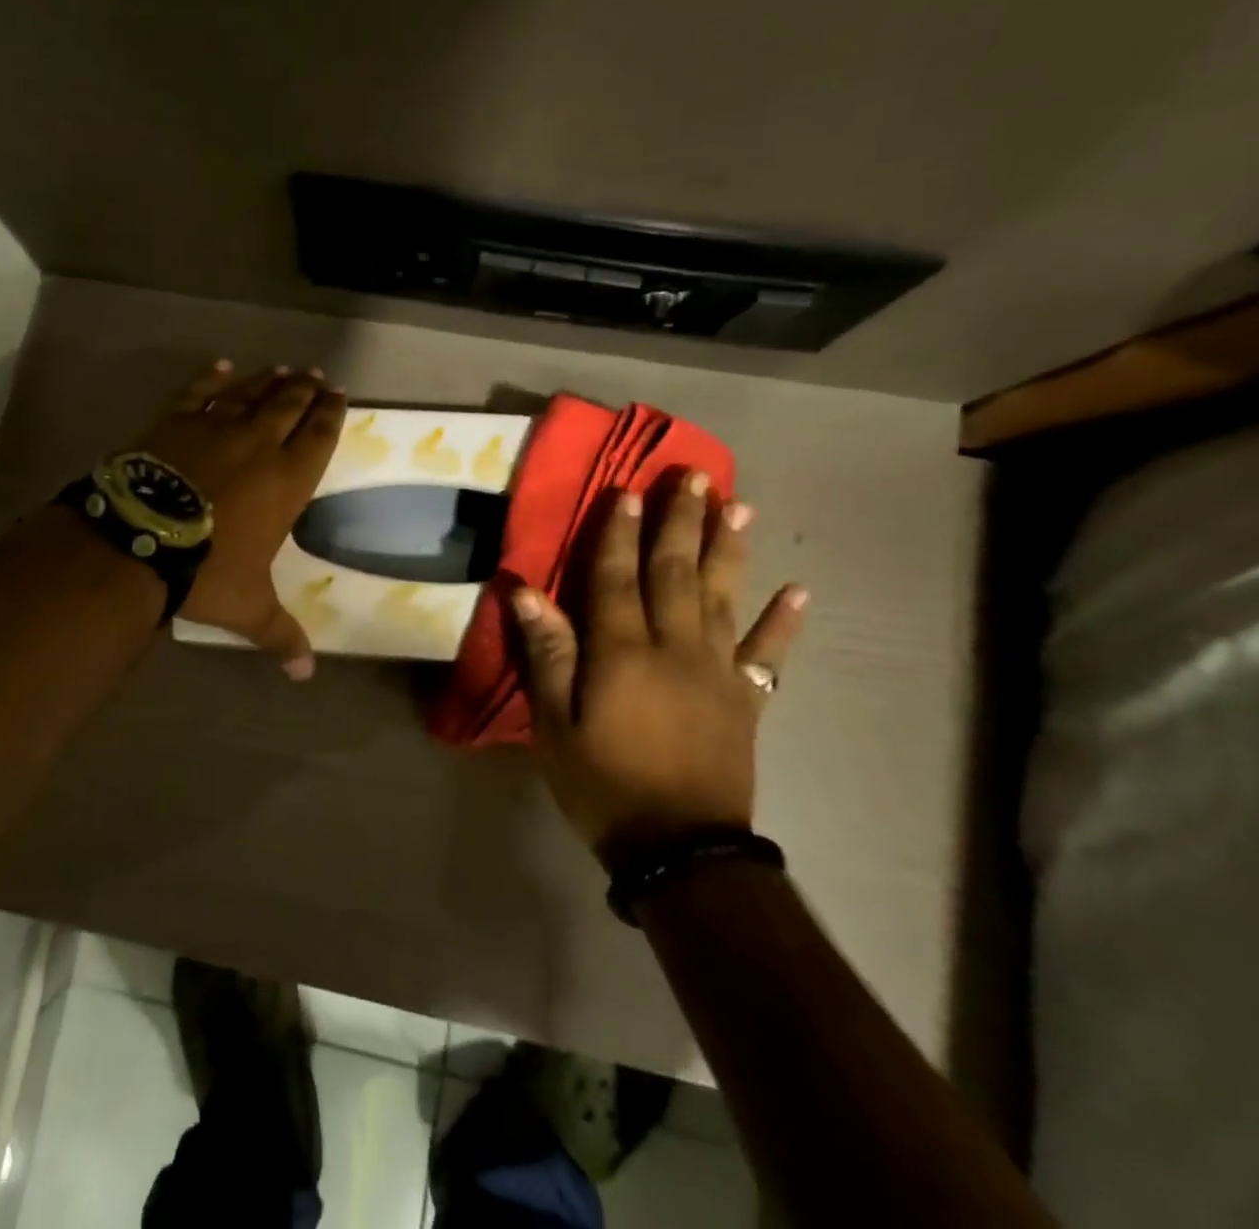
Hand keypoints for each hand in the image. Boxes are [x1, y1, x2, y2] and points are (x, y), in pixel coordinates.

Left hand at [134, 360, 346, 678]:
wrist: (141, 539)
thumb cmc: (206, 570)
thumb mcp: (248, 608)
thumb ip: (281, 635)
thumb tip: (306, 675)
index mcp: (286, 481)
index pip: (319, 437)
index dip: (331, 414)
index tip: (338, 395)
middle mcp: (258, 445)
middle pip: (289, 406)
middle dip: (305, 390)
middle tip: (315, 376)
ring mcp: (214, 427)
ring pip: (249, 393)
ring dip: (268, 381)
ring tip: (282, 370)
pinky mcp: (175, 421)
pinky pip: (198, 391)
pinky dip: (212, 378)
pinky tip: (222, 366)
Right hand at [509, 470, 807, 866]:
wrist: (680, 848)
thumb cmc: (602, 783)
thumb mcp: (555, 723)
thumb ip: (548, 654)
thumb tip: (526, 592)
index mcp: (623, 652)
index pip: (617, 577)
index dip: (618, 532)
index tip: (626, 490)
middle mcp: (674, 648)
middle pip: (676, 573)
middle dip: (681, 521)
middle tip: (693, 477)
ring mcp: (717, 671)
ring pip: (723, 598)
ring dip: (729, 550)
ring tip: (737, 507)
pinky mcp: (745, 699)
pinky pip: (767, 655)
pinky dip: (783, 623)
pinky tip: (798, 592)